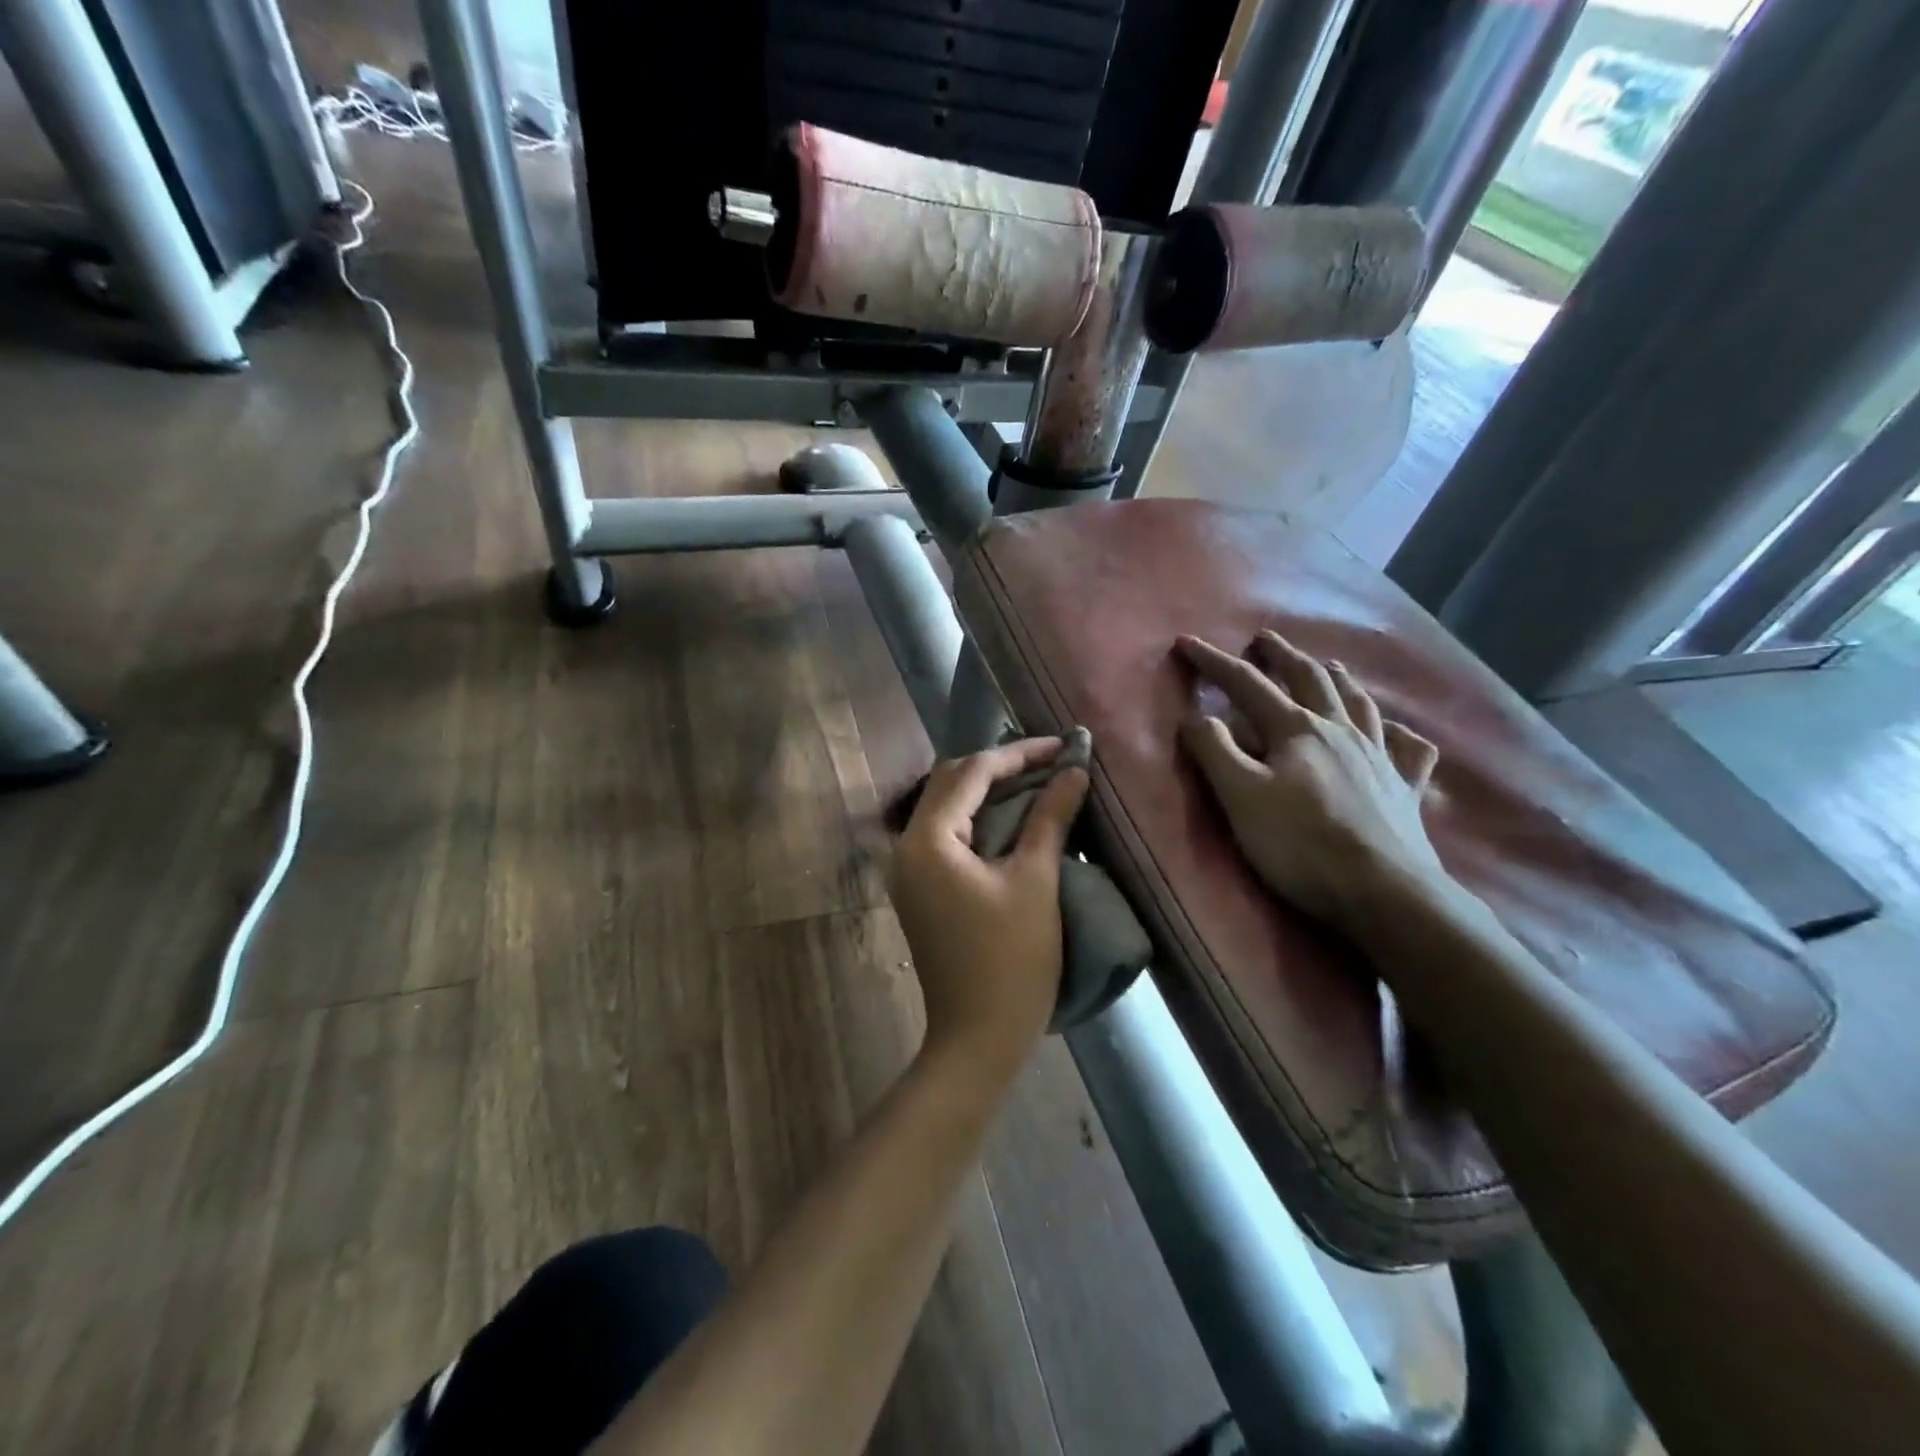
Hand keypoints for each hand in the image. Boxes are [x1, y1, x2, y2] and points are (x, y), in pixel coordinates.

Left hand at [889, 738, 1088, 1081]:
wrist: (977, 1038)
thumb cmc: (1012, 960)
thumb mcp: (1036, 881)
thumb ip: (1050, 818)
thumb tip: (1074, 771)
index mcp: (928, 840)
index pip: (972, 773)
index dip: (1019, 755)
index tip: (1062, 746)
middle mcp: (907, 846)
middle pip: (951, 783)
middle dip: (1000, 766)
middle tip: (1049, 761)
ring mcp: (908, 869)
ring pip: (947, 807)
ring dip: (988, 790)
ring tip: (1036, 781)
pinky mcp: (919, 888)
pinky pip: (946, 834)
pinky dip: (978, 818)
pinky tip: (1012, 817)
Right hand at [1177, 632, 1450, 943]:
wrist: (1383, 892)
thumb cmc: (1300, 844)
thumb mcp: (1240, 797)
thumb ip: (1214, 750)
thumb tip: (1197, 714)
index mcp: (1296, 730)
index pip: (1247, 684)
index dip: (1214, 662)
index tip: (1186, 642)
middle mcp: (1340, 731)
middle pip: (1309, 680)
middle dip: (1282, 656)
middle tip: (1265, 638)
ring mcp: (1379, 758)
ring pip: (1359, 703)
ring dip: (1338, 679)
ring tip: (1329, 665)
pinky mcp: (1405, 790)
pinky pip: (1409, 750)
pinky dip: (1399, 733)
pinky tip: (1397, 732)